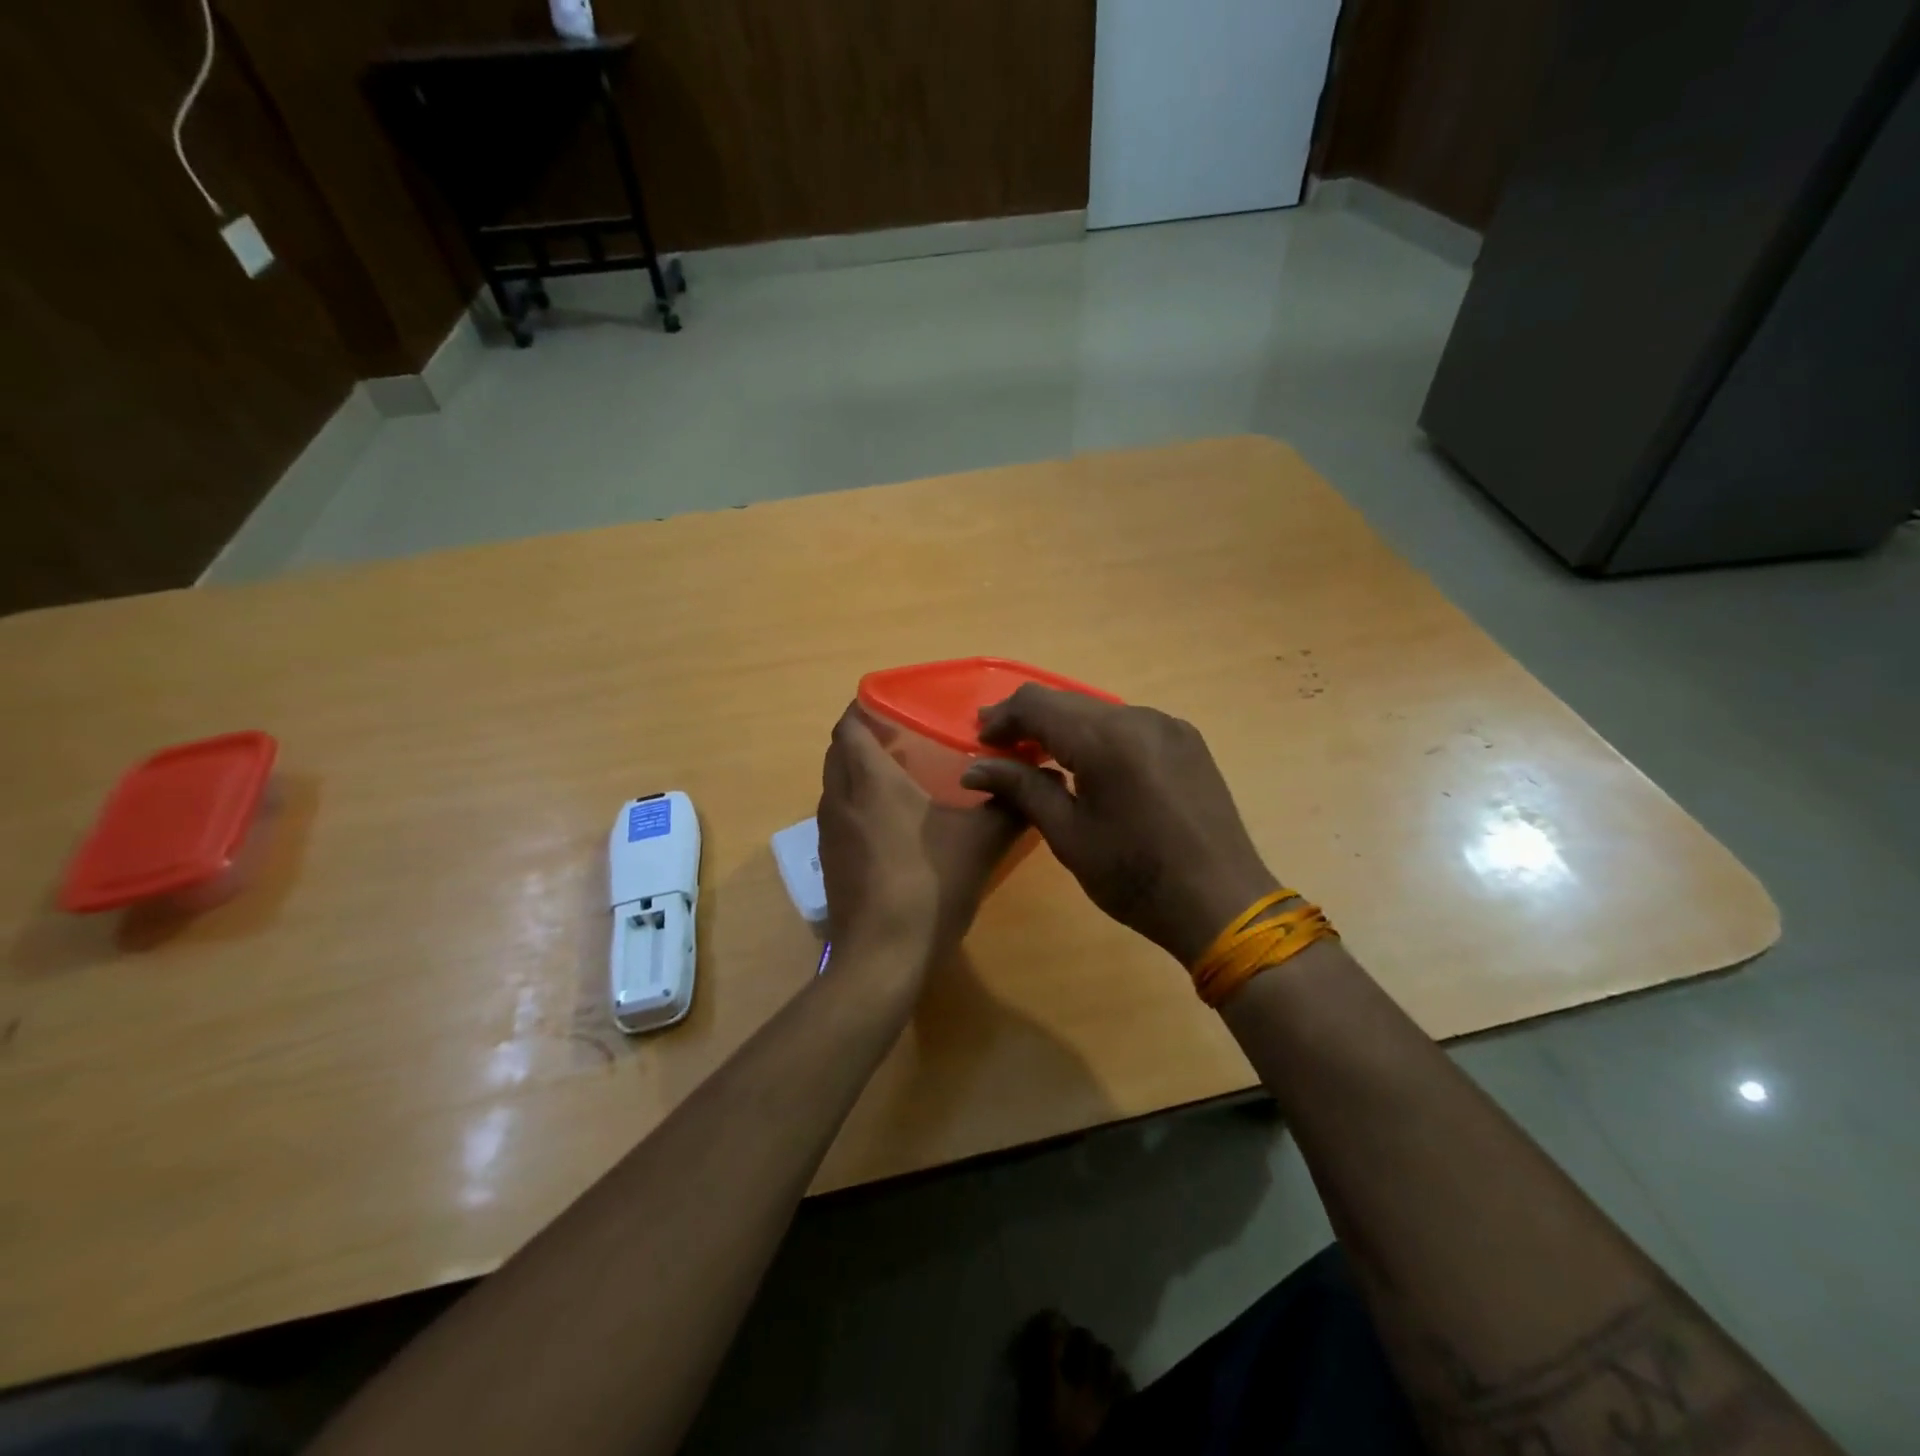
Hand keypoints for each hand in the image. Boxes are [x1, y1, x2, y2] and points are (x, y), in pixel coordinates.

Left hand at [816, 706, 1024, 972]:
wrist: (883, 957)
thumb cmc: (930, 885)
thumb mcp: (982, 841)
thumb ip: (1012, 803)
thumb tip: (1042, 777)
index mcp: (871, 780)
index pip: (850, 725)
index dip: (865, 707)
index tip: (896, 704)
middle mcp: (841, 798)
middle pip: (839, 751)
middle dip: (865, 737)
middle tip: (906, 737)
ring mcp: (830, 833)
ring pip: (836, 783)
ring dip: (859, 771)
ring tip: (902, 776)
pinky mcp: (831, 862)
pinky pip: (840, 814)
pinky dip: (858, 803)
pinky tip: (893, 824)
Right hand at [960, 687, 1277, 965]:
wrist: (1222, 903)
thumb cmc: (1136, 877)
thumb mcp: (1069, 836)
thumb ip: (1022, 788)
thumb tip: (973, 769)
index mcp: (1106, 739)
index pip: (1038, 705)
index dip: (1002, 718)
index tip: (978, 741)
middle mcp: (1139, 717)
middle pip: (1068, 702)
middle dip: (1029, 720)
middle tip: (998, 747)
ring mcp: (1168, 725)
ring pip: (1098, 711)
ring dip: (1063, 727)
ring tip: (1037, 756)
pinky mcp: (1186, 741)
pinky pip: (1127, 724)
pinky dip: (1096, 736)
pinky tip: (1086, 764)